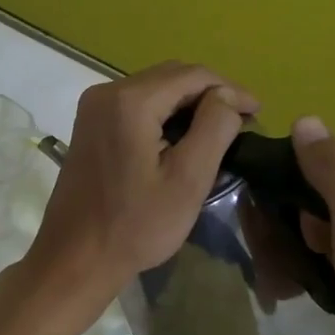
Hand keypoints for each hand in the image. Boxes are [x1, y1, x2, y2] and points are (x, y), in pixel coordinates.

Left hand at [22, 62, 257, 318]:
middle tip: (243, 122)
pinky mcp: (89, 127)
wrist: (75, 259)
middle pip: (171, 76)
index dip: (230, 89)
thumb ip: (214, 128)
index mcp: (130, 101)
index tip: (259, 113)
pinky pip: (135, 106)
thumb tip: (228, 96)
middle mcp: (106, 92)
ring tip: (219, 131)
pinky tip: (183, 139)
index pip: (193, 75)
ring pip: (153, 90)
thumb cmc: (136, 226)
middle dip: (210, 94)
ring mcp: (93, 109)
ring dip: (188, 104)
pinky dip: (164, 115)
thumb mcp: (188, 180)